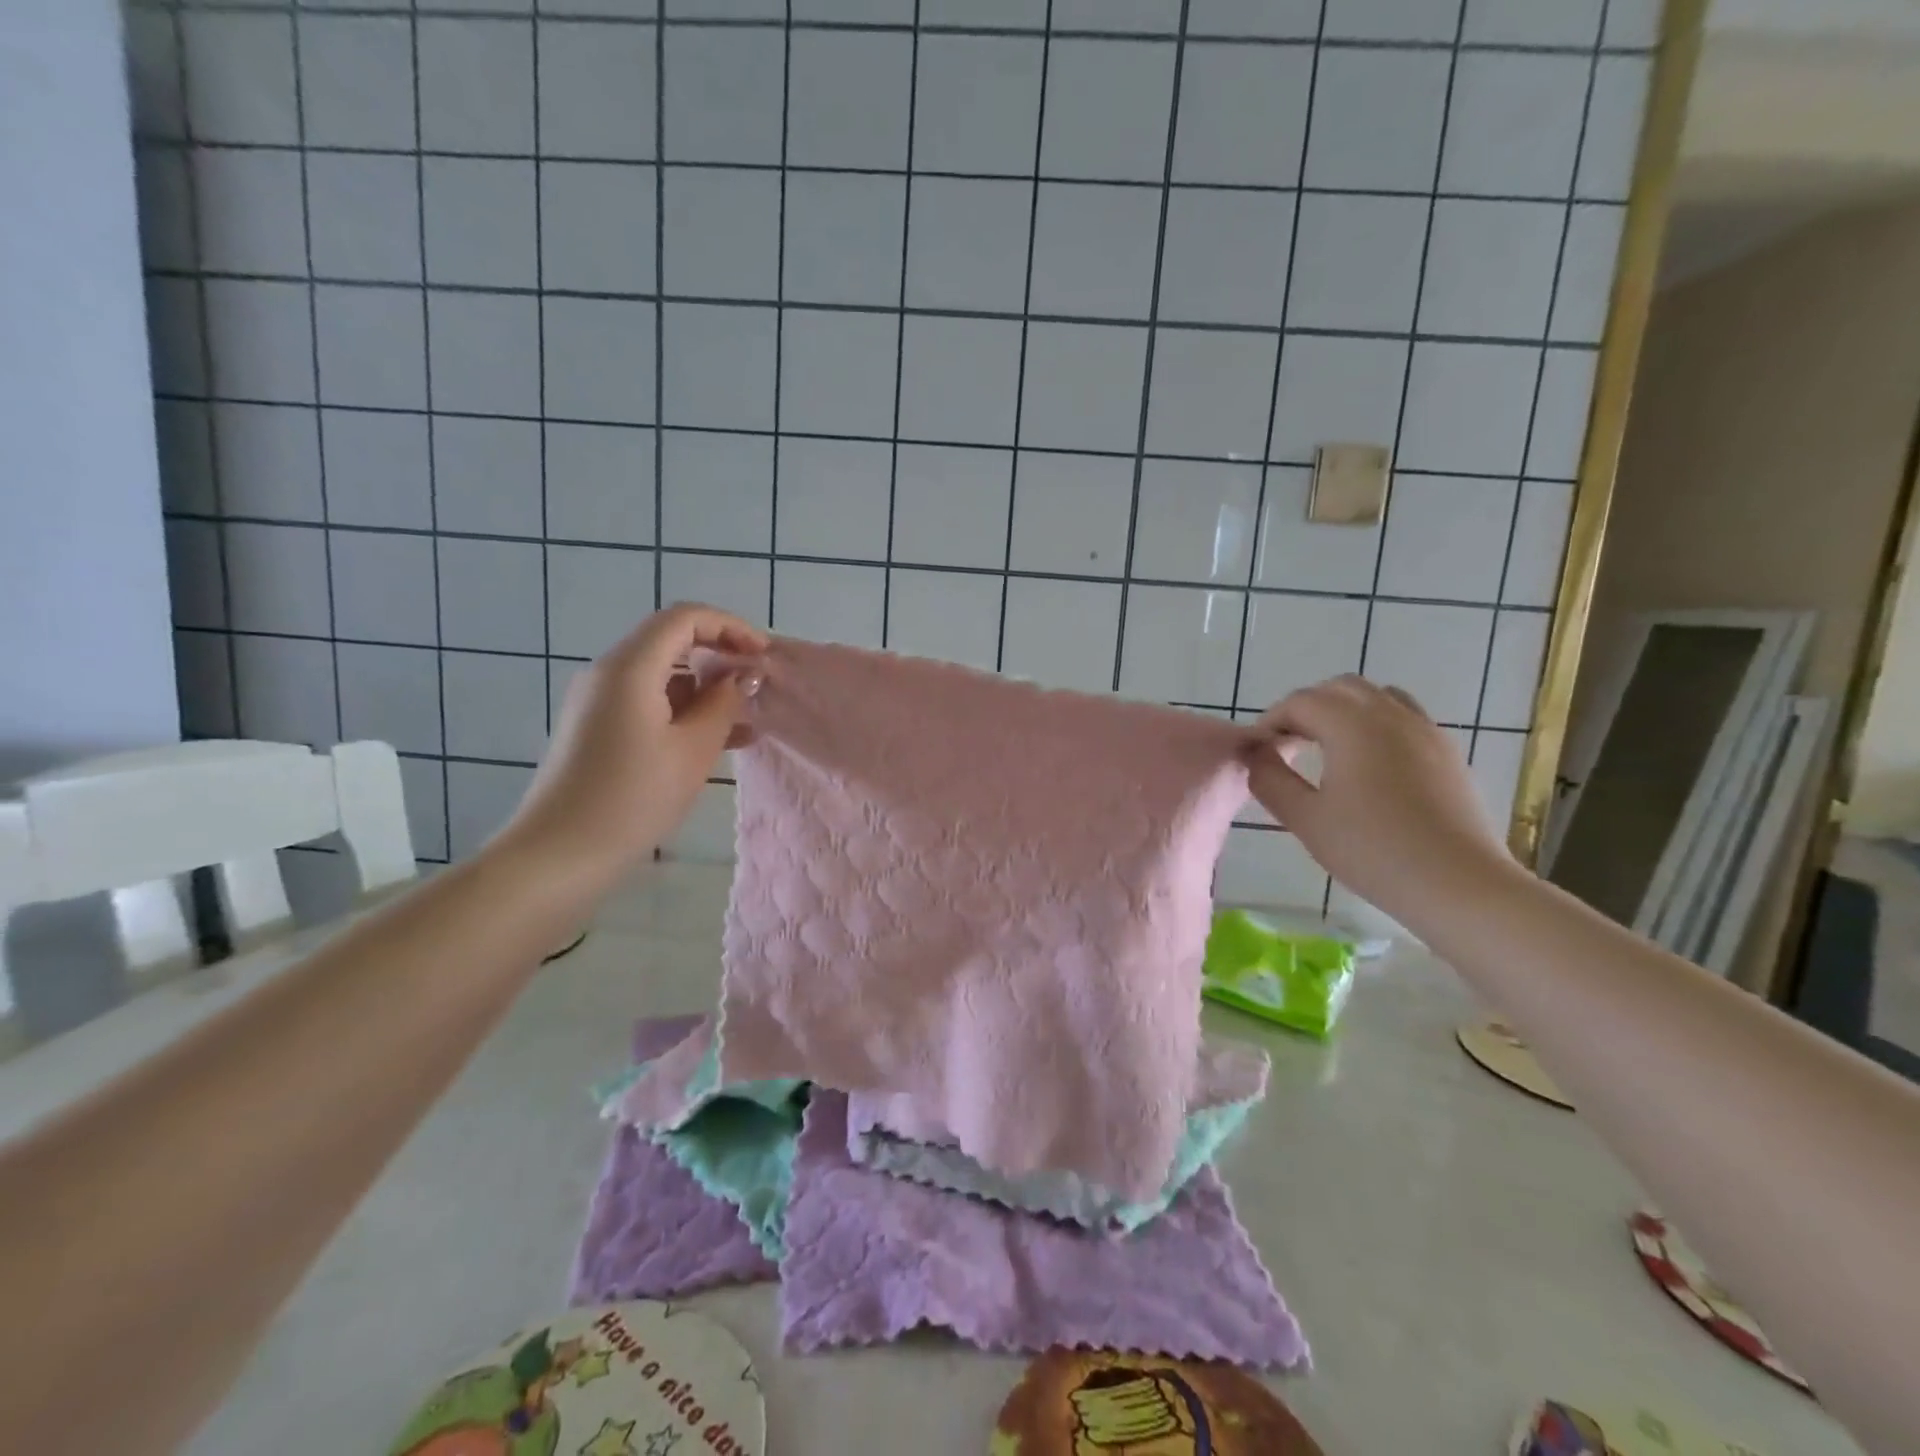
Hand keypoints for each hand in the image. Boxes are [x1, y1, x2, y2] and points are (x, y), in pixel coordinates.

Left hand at [497, 604, 766, 885]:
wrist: (560, 854)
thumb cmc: (633, 797)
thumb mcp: (693, 749)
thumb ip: (723, 703)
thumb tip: (742, 675)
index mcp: (630, 667)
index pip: (685, 618)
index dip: (730, 627)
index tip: (763, 654)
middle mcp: (609, 672)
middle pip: (672, 642)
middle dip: (720, 657)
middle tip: (758, 686)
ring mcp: (599, 700)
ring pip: (663, 676)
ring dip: (705, 689)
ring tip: (747, 721)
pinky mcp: (597, 727)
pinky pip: (649, 702)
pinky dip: (684, 711)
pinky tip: (717, 740)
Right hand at [1241, 676, 1511, 919]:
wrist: (1458, 884)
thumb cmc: (1372, 850)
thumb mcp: (1306, 819)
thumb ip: (1271, 780)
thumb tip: (1257, 755)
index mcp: (1352, 724)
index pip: (1300, 702)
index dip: (1272, 721)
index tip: (1259, 751)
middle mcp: (1391, 714)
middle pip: (1340, 689)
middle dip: (1307, 708)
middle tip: (1288, 744)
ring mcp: (1426, 730)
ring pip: (1377, 697)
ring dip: (1344, 711)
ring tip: (1328, 748)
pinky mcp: (1447, 752)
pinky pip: (1404, 717)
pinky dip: (1376, 724)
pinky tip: (1369, 764)